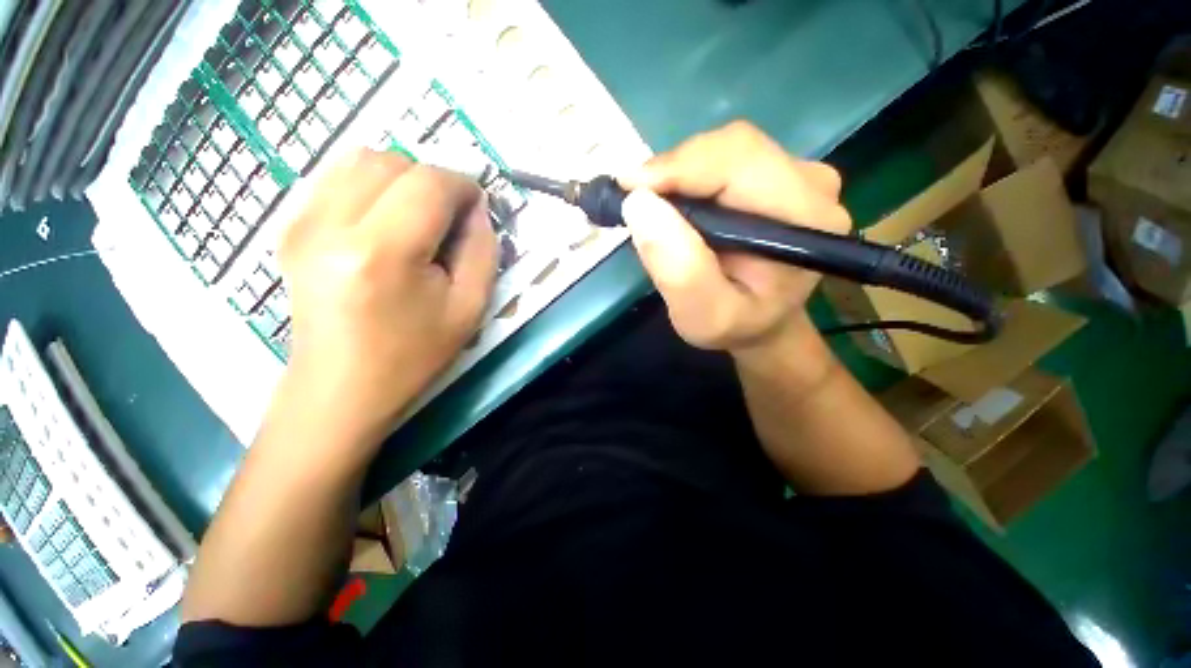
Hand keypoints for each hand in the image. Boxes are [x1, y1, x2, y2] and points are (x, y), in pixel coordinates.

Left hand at [277, 149, 496, 443]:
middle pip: (391, 161)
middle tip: (449, 217)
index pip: (428, 183)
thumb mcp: (469, 307)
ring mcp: (300, 223)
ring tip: (418, 216)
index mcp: (382, 254)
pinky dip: (371, 185)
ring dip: (401, 178)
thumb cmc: (413, 354)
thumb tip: (476, 208)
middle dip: (432, 180)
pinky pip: (336, 178)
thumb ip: (482, 250)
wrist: (342, 387)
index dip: (462, 185)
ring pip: (360, 160)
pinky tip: (385, 220)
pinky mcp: (289, 227)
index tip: (477, 207)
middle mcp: (331, 226)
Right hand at [619, 121, 850, 353]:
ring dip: (678, 175)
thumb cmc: (736, 326)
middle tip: (635, 200)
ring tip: (654, 209)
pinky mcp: (777, 175)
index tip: (629, 189)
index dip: (679, 167)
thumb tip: (639, 205)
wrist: (762, 324)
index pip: (740, 163)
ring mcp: (798, 175)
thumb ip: (680, 271)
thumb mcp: (704, 318)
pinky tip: (674, 205)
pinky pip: (724, 159)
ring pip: (724, 150)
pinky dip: (688, 177)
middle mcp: (812, 185)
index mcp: (805, 220)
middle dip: (674, 170)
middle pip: (732, 147)